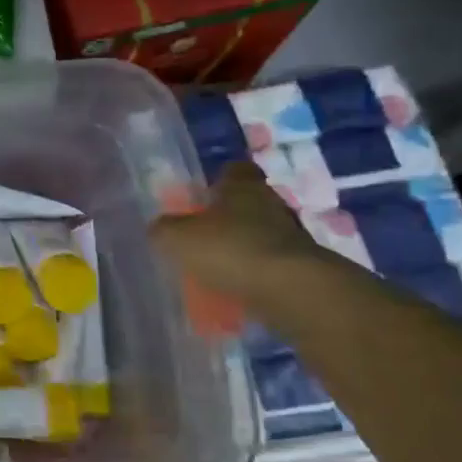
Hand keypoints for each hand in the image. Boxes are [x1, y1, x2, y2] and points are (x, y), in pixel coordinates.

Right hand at [150, 161, 315, 302]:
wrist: (293, 291)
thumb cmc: (231, 250)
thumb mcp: (178, 238)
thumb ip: (164, 230)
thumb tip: (160, 229)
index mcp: (243, 186)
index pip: (235, 169)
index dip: (219, 178)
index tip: (203, 194)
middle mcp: (271, 203)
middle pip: (249, 202)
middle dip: (228, 216)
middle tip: (202, 233)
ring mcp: (292, 236)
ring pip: (260, 234)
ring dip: (242, 246)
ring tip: (216, 267)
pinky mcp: (302, 267)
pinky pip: (270, 265)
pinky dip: (254, 274)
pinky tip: (235, 289)